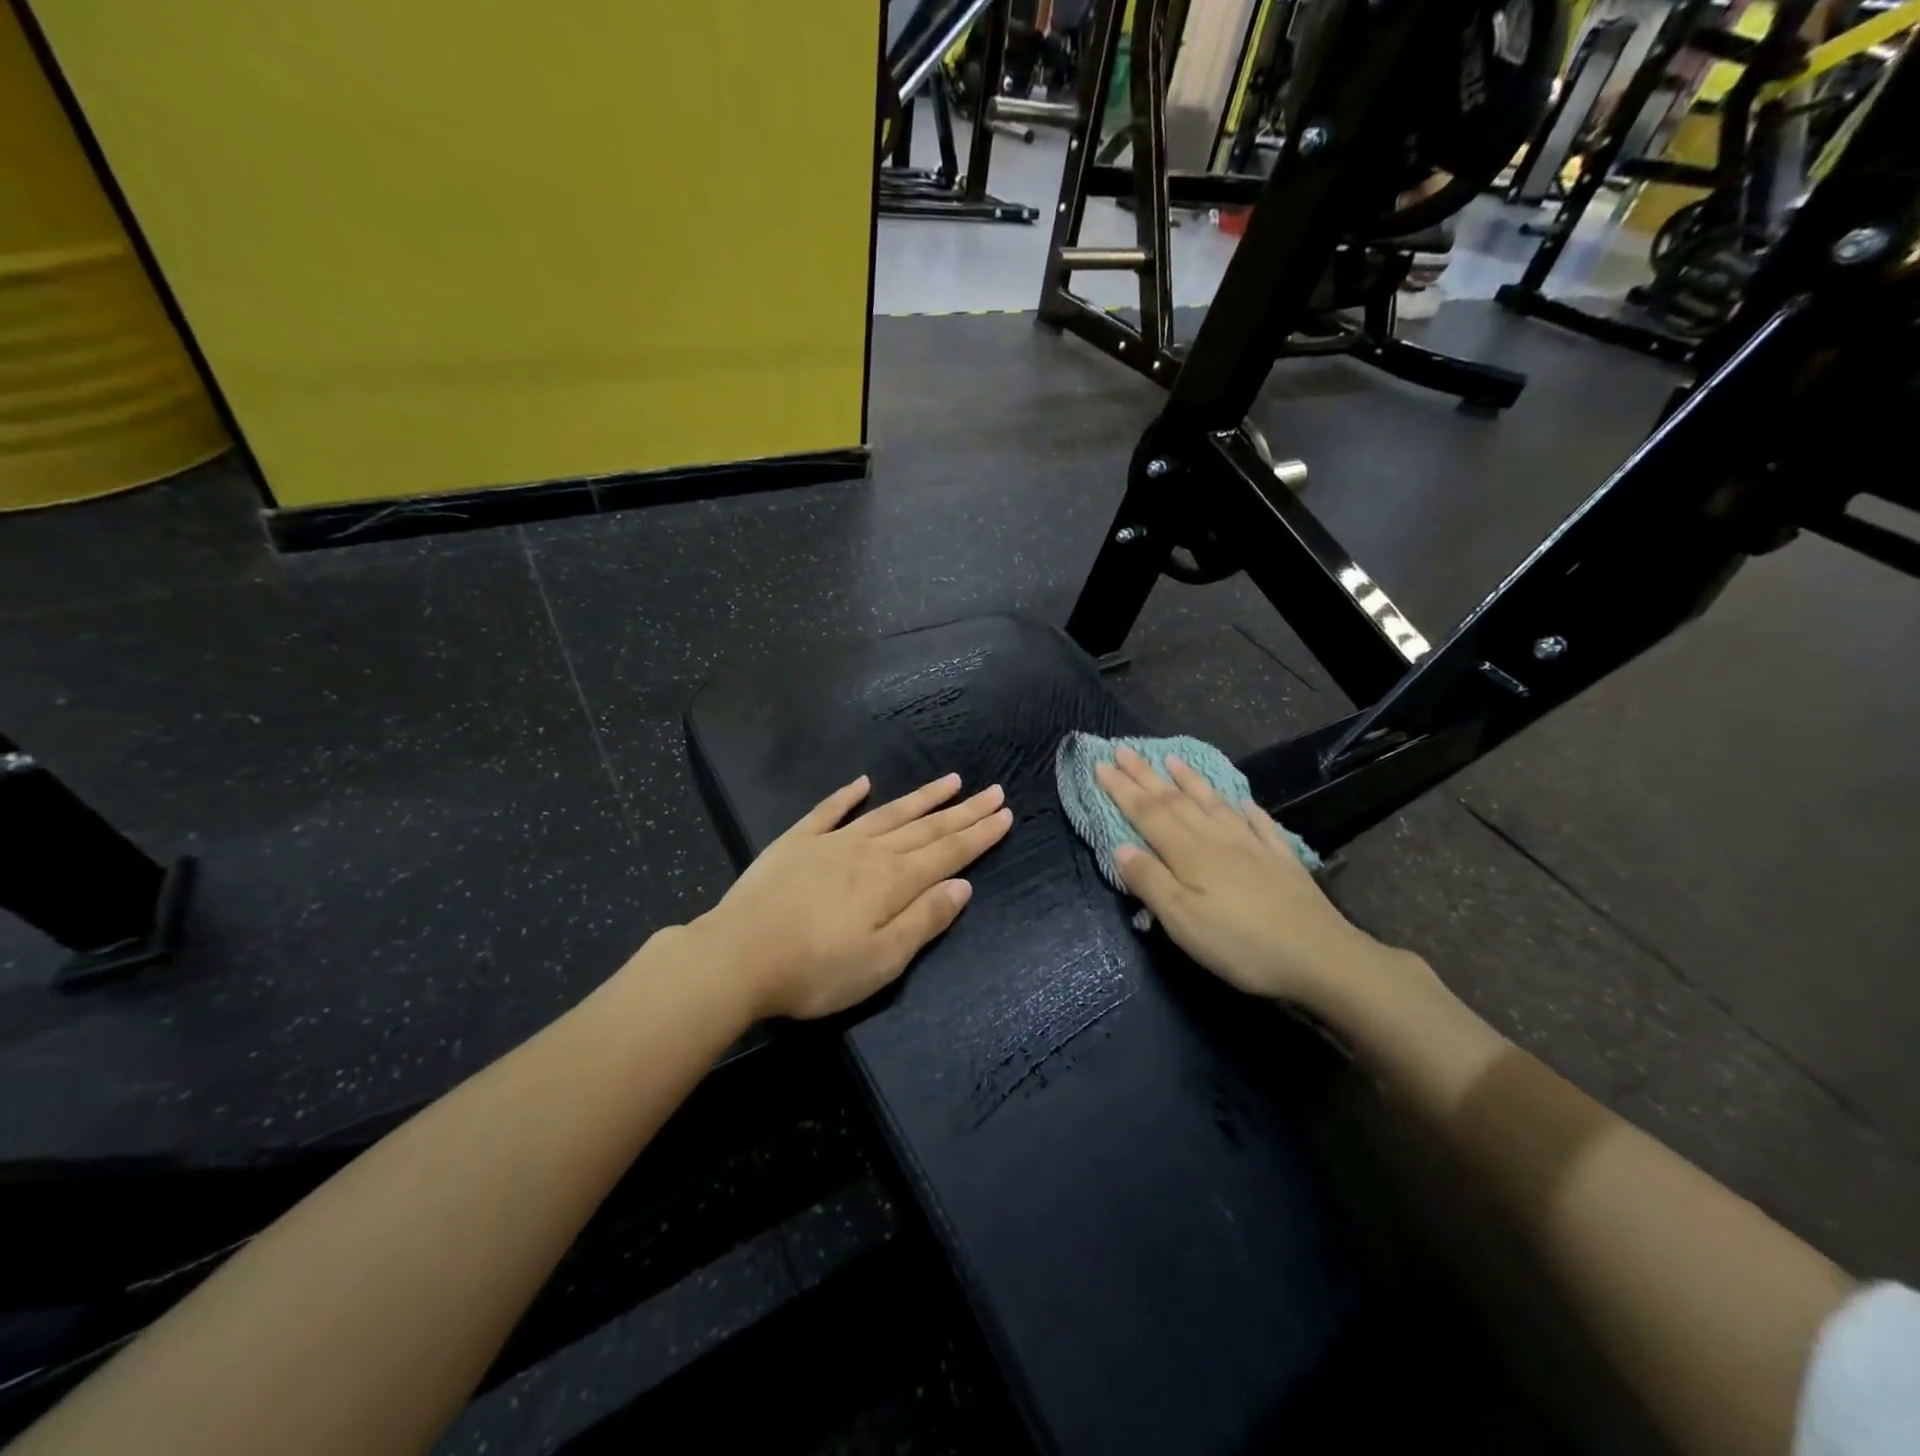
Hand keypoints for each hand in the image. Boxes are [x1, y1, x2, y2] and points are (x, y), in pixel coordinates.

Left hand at [692, 773, 1012, 1020]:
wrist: (737, 957)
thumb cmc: (816, 970)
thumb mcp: (882, 960)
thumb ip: (925, 920)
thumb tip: (962, 885)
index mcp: (894, 881)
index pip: (948, 852)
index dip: (979, 834)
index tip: (1005, 813)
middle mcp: (869, 852)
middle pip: (926, 827)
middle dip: (963, 811)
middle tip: (993, 790)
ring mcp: (831, 842)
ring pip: (887, 813)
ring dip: (921, 797)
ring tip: (950, 780)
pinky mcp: (796, 843)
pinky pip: (828, 811)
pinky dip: (847, 795)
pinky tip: (863, 782)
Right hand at [1095, 746, 1423, 1012]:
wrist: (1320, 957)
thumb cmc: (1241, 944)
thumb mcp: (1182, 922)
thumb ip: (1150, 882)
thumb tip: (1119, 847)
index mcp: (1189, 854)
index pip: (1147, 813)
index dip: (1122, 789)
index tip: (1100, 764)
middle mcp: (1217, 839)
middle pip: (1175, 801)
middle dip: (1145, 776)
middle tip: (1123, 750)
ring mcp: (1252, 846)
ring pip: (1214, 804)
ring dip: (1190, 781)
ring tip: (1173, 760)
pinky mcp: (1281, 860)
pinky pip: (1258, 823)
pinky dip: (1245, 808)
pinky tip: (1241, 800)